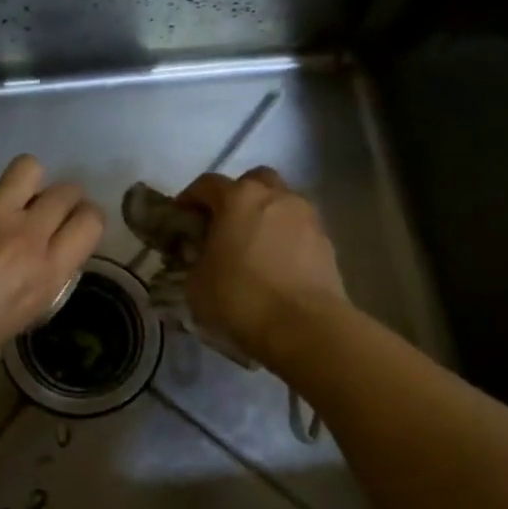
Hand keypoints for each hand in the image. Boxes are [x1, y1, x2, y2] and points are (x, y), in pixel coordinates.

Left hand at [0, 155, 103, 397]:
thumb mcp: (12, 324)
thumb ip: (33, 287)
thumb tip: (32, 270)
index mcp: (46, 273)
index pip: (91, 222)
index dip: (87, 222)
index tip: (74, 231)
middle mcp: (25, 235)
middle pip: (66, 192)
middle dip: (65, 200)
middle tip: (46, 216)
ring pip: (30, 169)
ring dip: (31, 183)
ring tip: (15, 204)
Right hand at [177, 167, 347, 364]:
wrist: (304, 327)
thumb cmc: (241, 298)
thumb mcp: (196, 283)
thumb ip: (194, 260)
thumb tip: (200, 257)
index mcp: (238, 198)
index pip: (206, 184)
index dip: (190, 198)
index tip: (181, 216)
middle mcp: (275, 196)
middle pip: (253, 181)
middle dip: (236, 195)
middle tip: (224, 222)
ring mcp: (306, 216)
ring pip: (281, 201)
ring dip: (265, 214)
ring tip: (253, 244)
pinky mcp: (326, 241)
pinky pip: (299, 228)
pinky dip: (285, 237)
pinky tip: (276, 262)